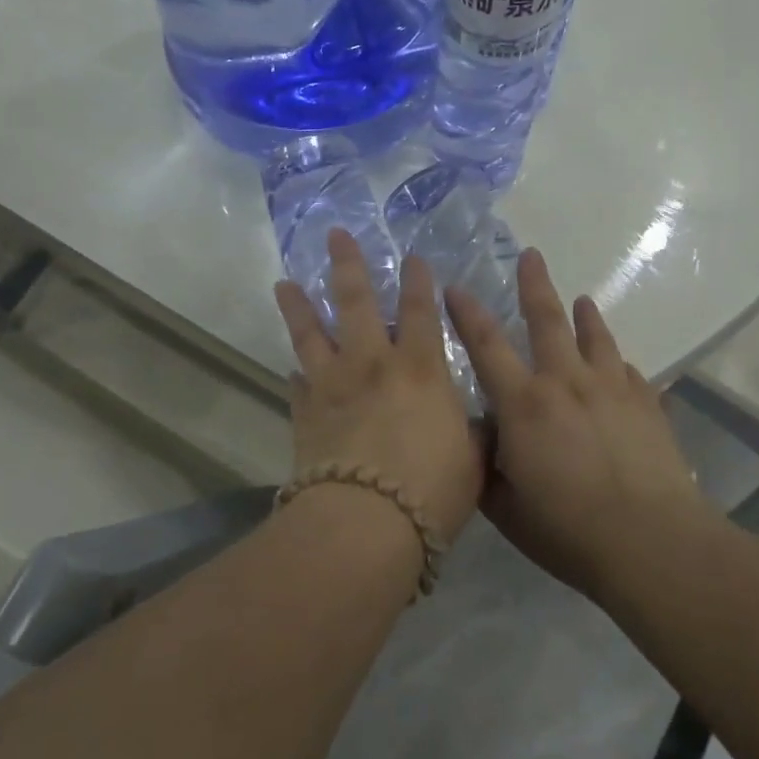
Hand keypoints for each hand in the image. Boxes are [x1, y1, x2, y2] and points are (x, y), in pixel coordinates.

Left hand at [274, 230, 483, 542]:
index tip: (412, 256)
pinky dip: (296, 375)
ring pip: (311, 334)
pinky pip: (297, 385)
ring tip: (284, 283)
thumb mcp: (472, 460)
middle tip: (334, 235)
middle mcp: (373, 364)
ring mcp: (332, 385)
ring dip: (298, 306)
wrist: (366, 523)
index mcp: (420, 368)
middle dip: (347, 264)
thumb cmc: (431, 489)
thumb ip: (473, 433)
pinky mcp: (304, 413)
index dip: (419, 281)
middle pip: (356, 302)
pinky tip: (292, 371)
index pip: (422, 311)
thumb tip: (475, 423)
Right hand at [445, 248, 702, 599]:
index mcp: (523, 404)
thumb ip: (486, 464)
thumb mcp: (506, 506)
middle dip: (534, 284)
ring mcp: (611, 389)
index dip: (467, 313)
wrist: (651, 542)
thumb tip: (480, 434)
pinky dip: (619, 363)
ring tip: (582, 299)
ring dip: (585, 315)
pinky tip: (620, 366)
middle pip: (546, 320)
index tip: (455, 287)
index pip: (486, 345)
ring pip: (595, 337)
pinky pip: (630, 371)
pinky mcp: (647, 404)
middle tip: (530, 254)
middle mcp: (565, 382)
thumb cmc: (568, 530)